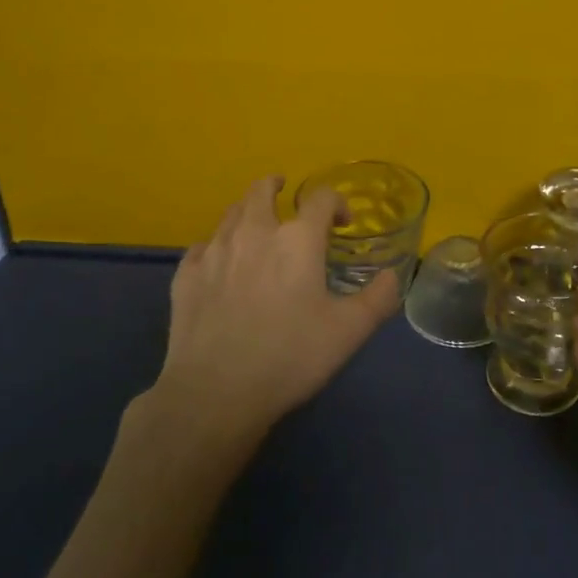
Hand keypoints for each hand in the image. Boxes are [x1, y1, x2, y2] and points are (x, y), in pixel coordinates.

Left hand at [148, 175, 399, 442]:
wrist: (216, 391)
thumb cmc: (290, 356)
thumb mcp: (349, 332)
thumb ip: (378, 299)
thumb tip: (391, 276)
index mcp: (297, 239)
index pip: (321, 198)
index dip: (336, 203)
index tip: (342, 223)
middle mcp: (254, 232)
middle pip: (261, 190)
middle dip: (275, 186)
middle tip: (283, 192)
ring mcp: (214, 251)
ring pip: (230, 213)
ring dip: (247, 212)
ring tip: (255, 225)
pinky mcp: (186, 275)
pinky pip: (202, 247)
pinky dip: (215, 246)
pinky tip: (219, 264)